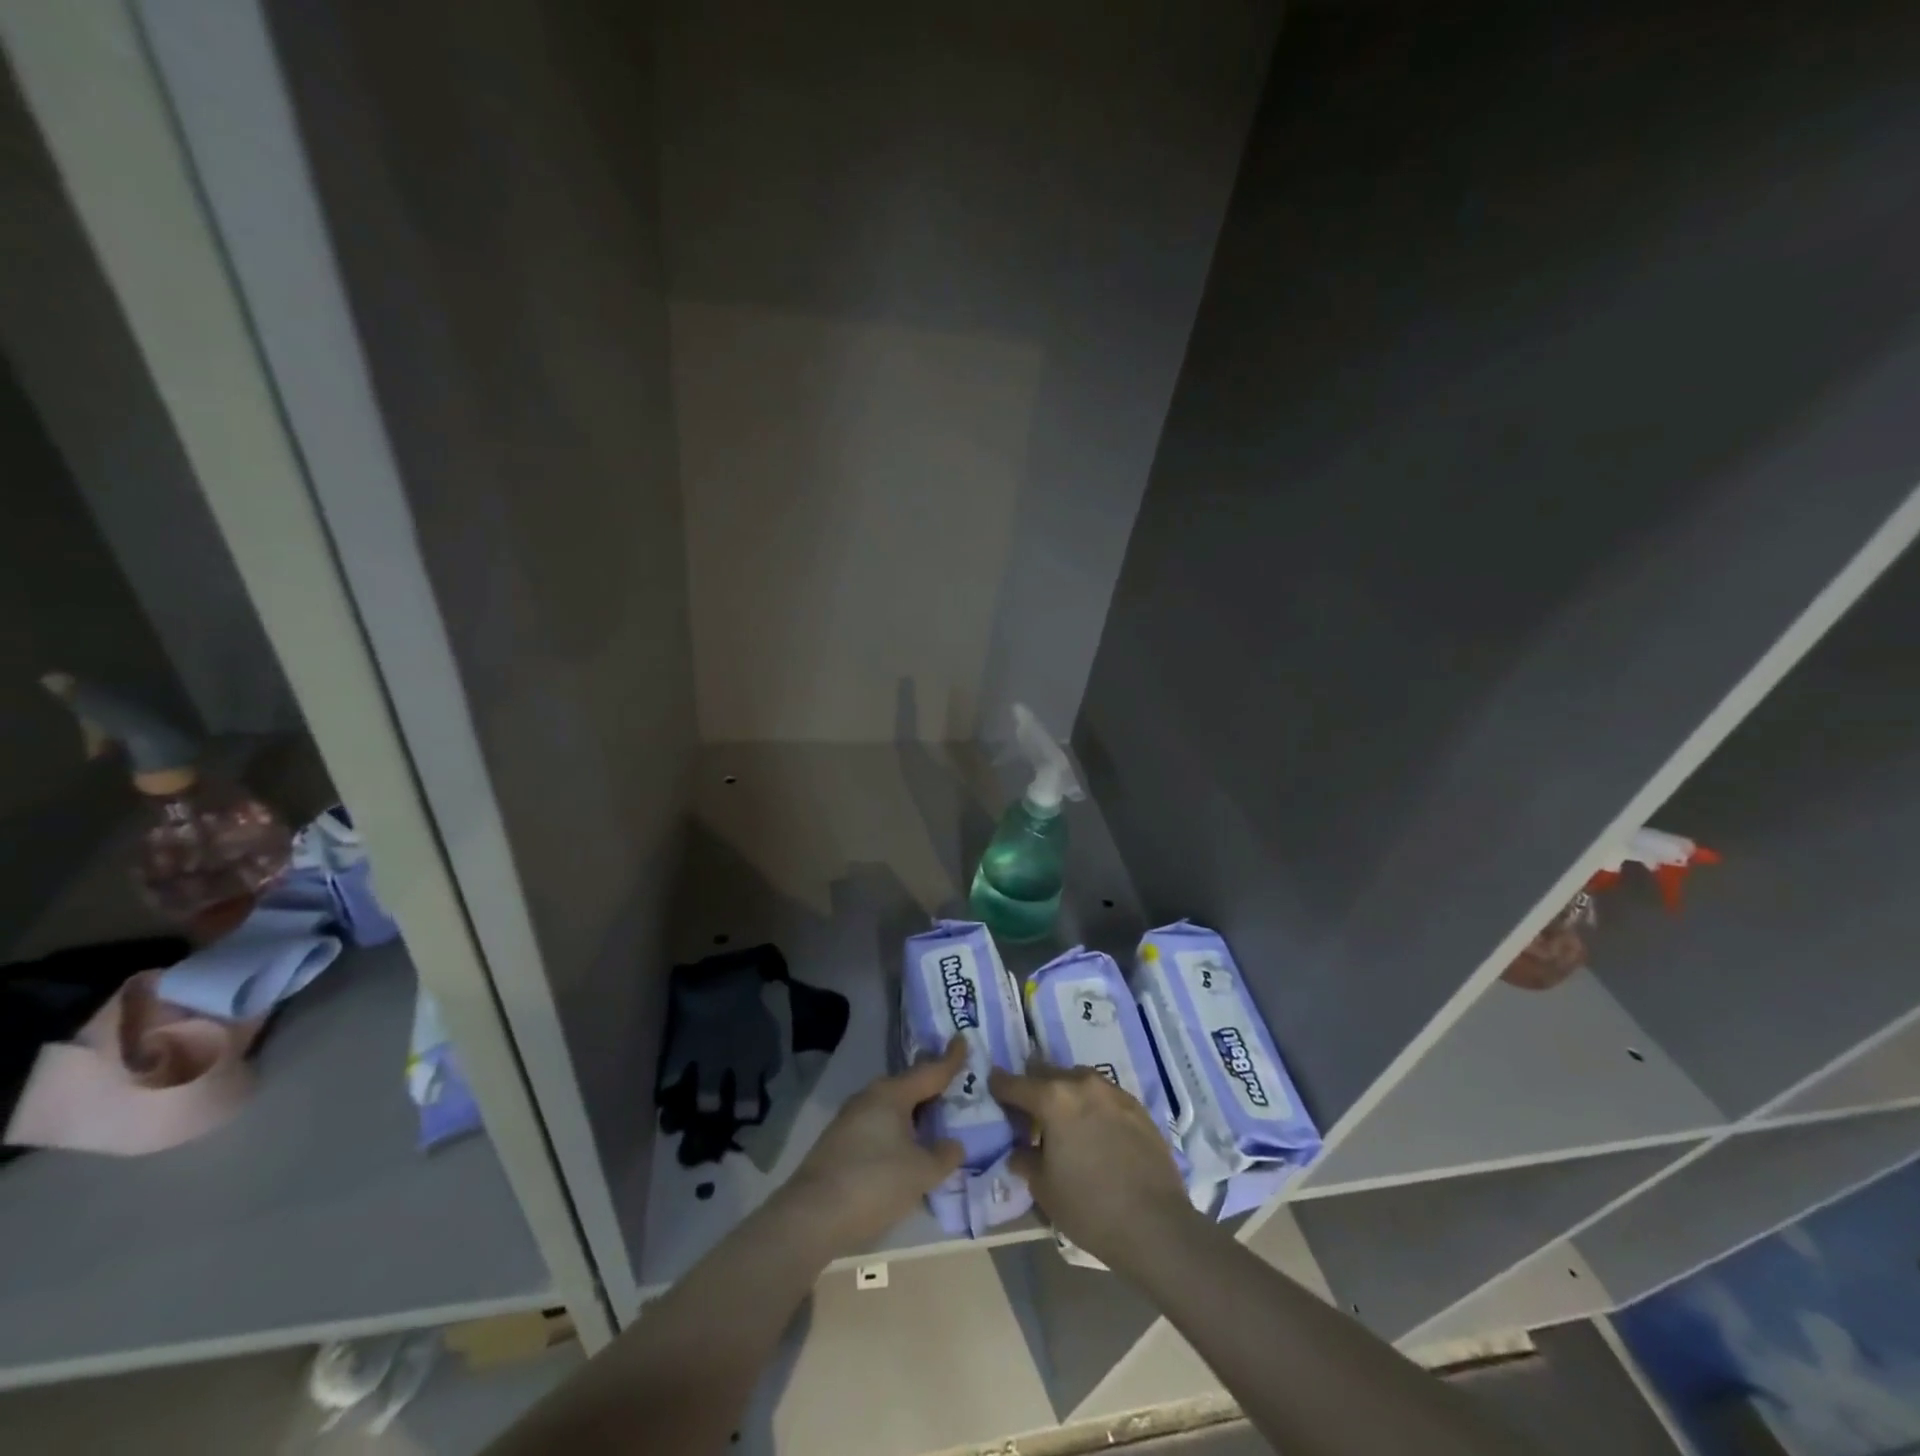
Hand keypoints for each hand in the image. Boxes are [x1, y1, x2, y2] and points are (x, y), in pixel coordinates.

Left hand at [776, 1037, 967, 1257]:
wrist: (812, 1217)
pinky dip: (897, 1131)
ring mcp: (851, 1119)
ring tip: (935, 1122)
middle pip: (909, 1086)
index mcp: (892, 1094)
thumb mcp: (921, 1172)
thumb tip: (954, 1144)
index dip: (950, 1058)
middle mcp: (870, 1097)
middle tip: (954, 1086)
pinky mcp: (839, 1142)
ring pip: (892, 1107)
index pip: (930, 1071)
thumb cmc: (875, 1183)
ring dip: (914, 1113)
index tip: (963, 1039)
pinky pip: (879, 1126)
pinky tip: (905, 1150)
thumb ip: (944, 1155)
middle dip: (931, 1087)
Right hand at [990, 1061, 1197, 1271]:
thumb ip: (1026, 1160)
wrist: (1156, 1225)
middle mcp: (1082, 1083)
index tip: (993, 1086)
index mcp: (1053, 1098)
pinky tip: (1094, 1130)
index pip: (1015, 1084)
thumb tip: (1020, 1151)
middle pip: (1048, 1073)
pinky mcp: (1137, 1106)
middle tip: (1028, 1109)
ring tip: (1064, 1119)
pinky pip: (1104, 1095)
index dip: (1000, 1086)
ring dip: (1065, 1093)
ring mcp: (1113, 1091)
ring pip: (1078, 1080)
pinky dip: (1091, 1105)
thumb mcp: (1044, 1189)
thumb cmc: (1090, 1207)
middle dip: (1034, 1087)